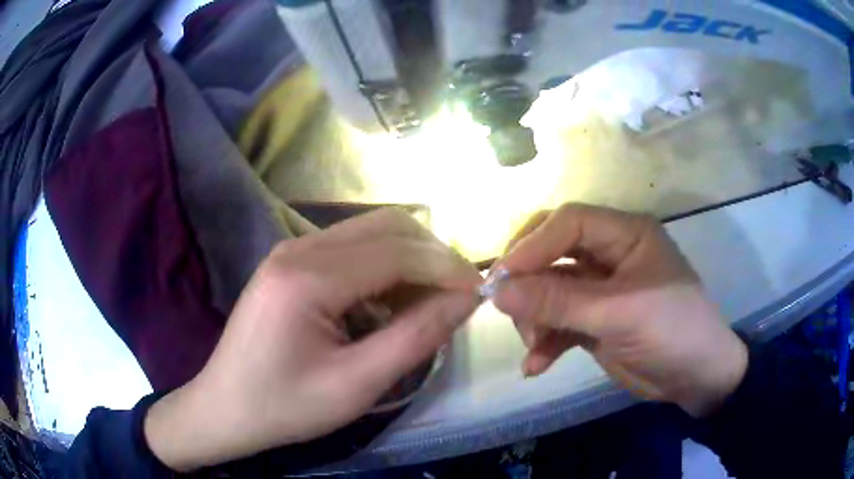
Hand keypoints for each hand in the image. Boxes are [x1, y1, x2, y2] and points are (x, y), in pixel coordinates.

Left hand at [144, 209, 480, 470]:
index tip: (479, 292)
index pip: (397, 251)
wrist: (225, 407)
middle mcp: (298, 248)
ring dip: (409, 260)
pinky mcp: (290, 262)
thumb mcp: (356, 385)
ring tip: (425, 306)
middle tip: (456, 297)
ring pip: (371, 232)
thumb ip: (416, 338)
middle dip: (432, 256)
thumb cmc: (285, 405)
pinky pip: (351, 249)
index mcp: (307, 277)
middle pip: (386, 226)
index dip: (446, 267)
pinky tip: (386, 305)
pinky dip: (383, 268)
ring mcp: (291, 250)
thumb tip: (466, 299)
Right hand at [492, 204, 747, 416]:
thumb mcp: (619, 315)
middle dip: (528, 282)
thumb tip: (496, 291)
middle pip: (554, 253)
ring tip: (533, 346)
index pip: (570, 222)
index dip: (533, 245)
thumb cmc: (672, 332)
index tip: (501, 279)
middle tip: (505, 308)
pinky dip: (544, 342)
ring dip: (535, 319)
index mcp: (626, 234)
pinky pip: (558, 322)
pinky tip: (536, 365)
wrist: (697, 378)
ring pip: (550, 291)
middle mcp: (610, 254)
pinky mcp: (595, 321)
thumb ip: (558, 302)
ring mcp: (600, 290)